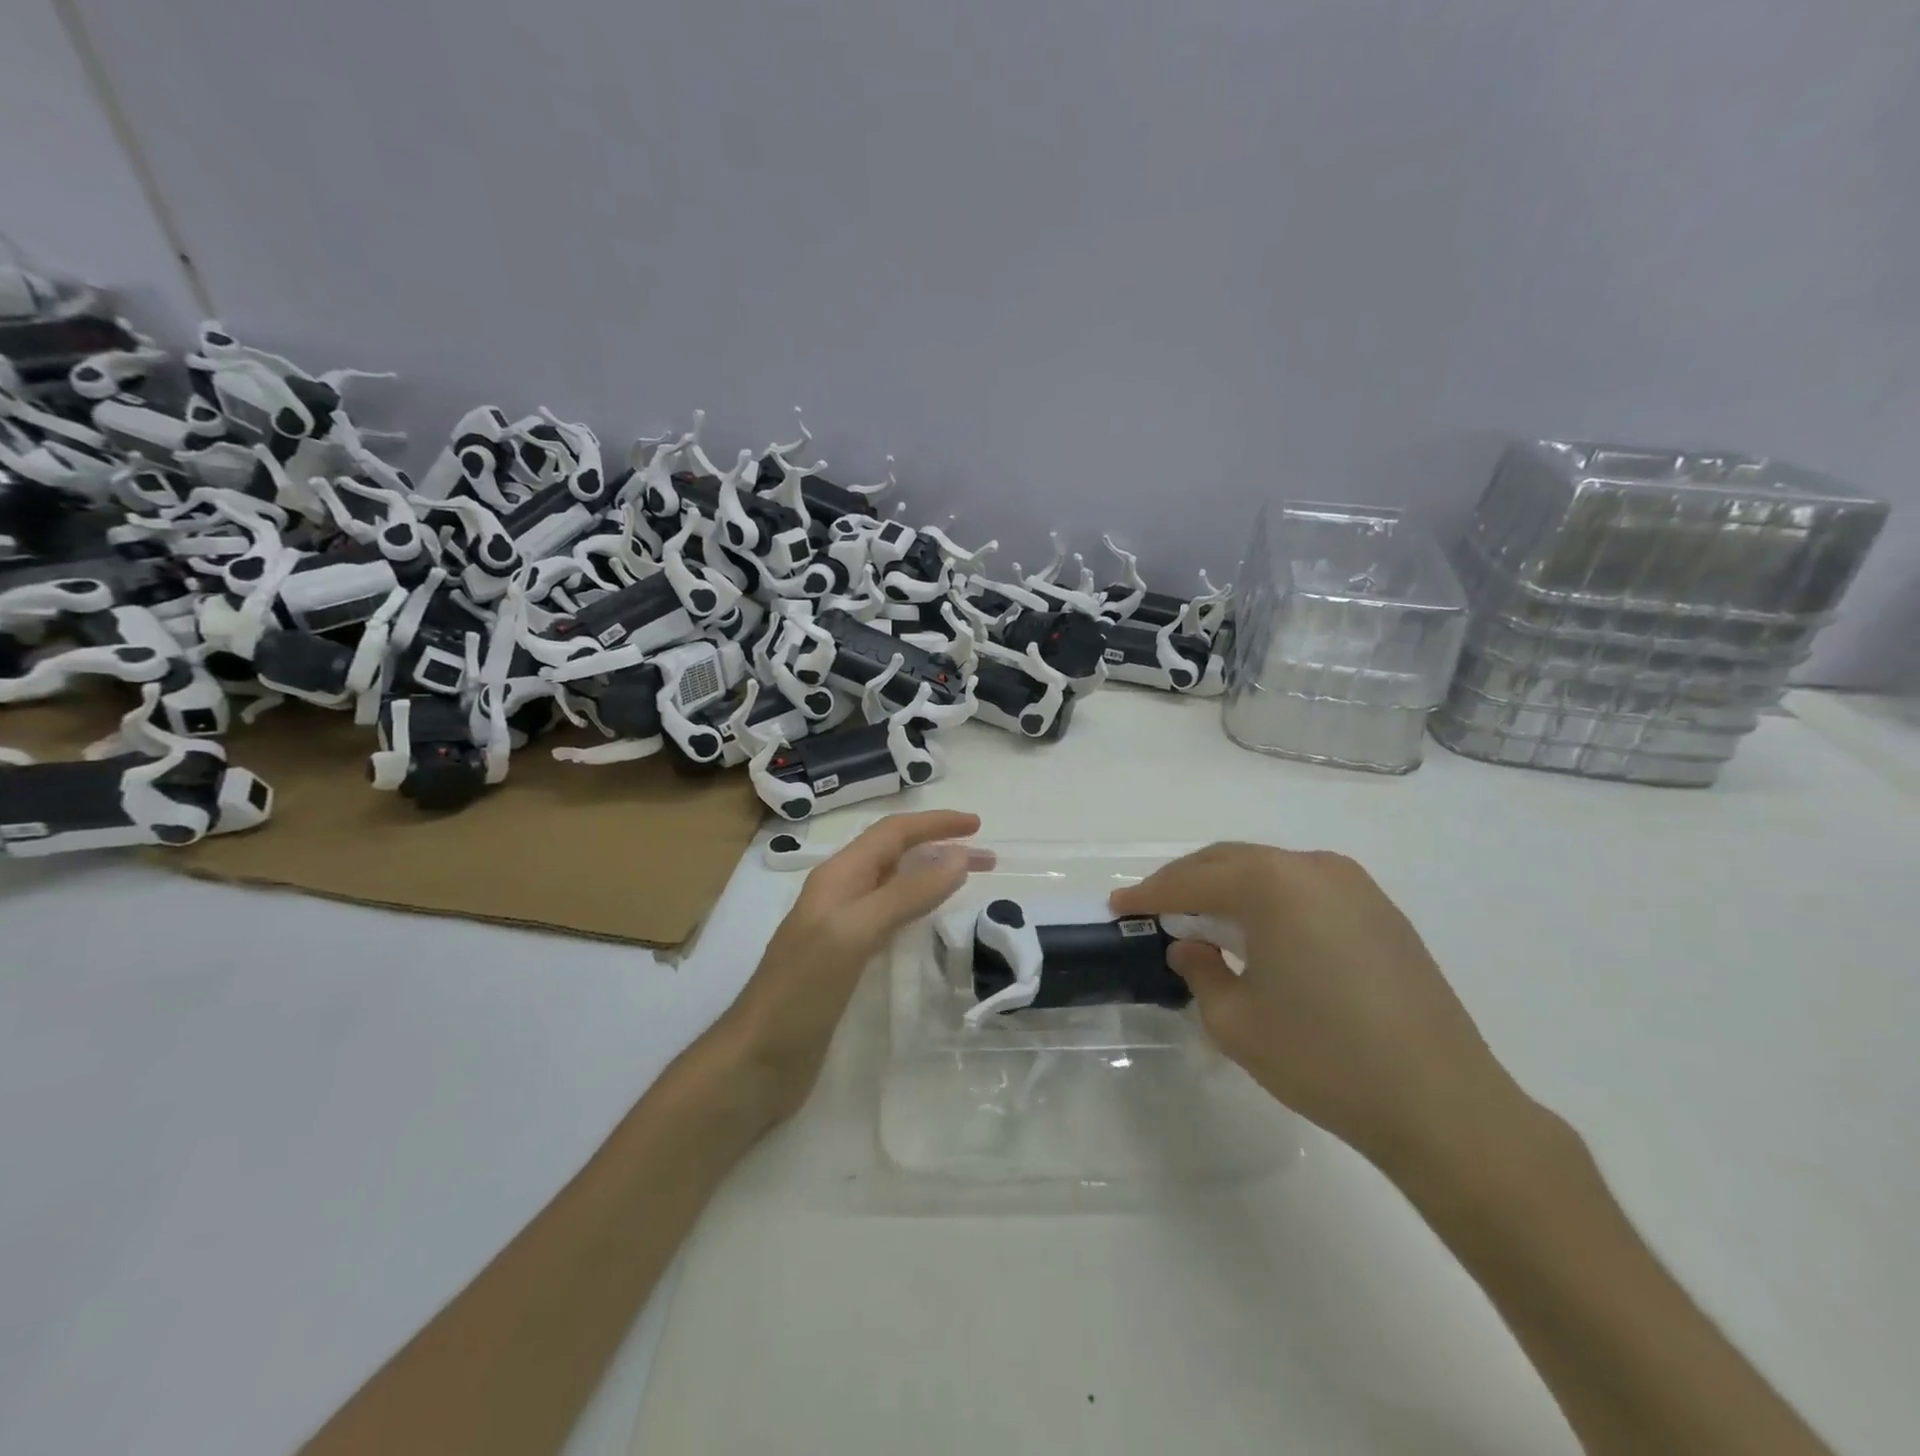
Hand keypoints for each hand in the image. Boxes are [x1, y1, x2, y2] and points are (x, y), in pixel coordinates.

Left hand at [724, 811, 985, 1121]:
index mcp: (838, 877)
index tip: (978, 825)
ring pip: (895, 886)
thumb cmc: (802, 991)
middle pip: (896, 855)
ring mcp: (842, 928)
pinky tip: (933, 922)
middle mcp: (840, 894)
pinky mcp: (848, 960)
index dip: (935, 823)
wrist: (758, 1060)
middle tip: (989, 859)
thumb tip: (959, 856)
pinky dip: (919, 909)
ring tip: (970, 881)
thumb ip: (905, 893)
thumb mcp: (855, 932)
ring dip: (933, 876)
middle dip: (940, 847)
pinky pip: (891, 919)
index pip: (892, 833)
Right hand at [1111, 844, 1524, 1168]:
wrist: (1443, 1104)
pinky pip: (1304, 889)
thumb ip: (1200, 970)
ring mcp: (1353, 886)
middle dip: (1186, 882)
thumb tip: (1192, 947)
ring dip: (1228, 888)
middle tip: (1153, 908)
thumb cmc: (1324, 1058)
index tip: (1119, 905)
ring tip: (1202, 919)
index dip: (1150, 894)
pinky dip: (1269, 901)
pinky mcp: (1380, 911)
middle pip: (1230, 861)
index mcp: (1272, 884)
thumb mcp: (1237, 1021)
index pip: (1192, 880)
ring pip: (1269, 871)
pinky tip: (1260, 934)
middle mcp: (1312, 867)